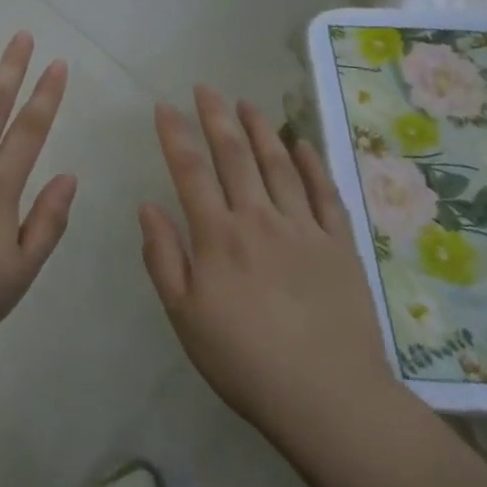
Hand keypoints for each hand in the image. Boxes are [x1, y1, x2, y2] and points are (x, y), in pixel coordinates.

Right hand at [140, 86, 396, 442]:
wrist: (329, 399)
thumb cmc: (244, 361)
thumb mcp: (185, 317)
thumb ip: (163, 258)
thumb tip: (147, 206)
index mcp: (217, 236)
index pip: (191, 171)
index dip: (175, 135)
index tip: (164, 106)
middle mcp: (258, 219)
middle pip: (234, 156)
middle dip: (216, 117)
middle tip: (205, 88)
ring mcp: (303, 228)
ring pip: (277, 164)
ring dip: (260, 129)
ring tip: (246, 103)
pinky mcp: (339, 244)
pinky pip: (323, 193)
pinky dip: (310, 163)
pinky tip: (300, 143)